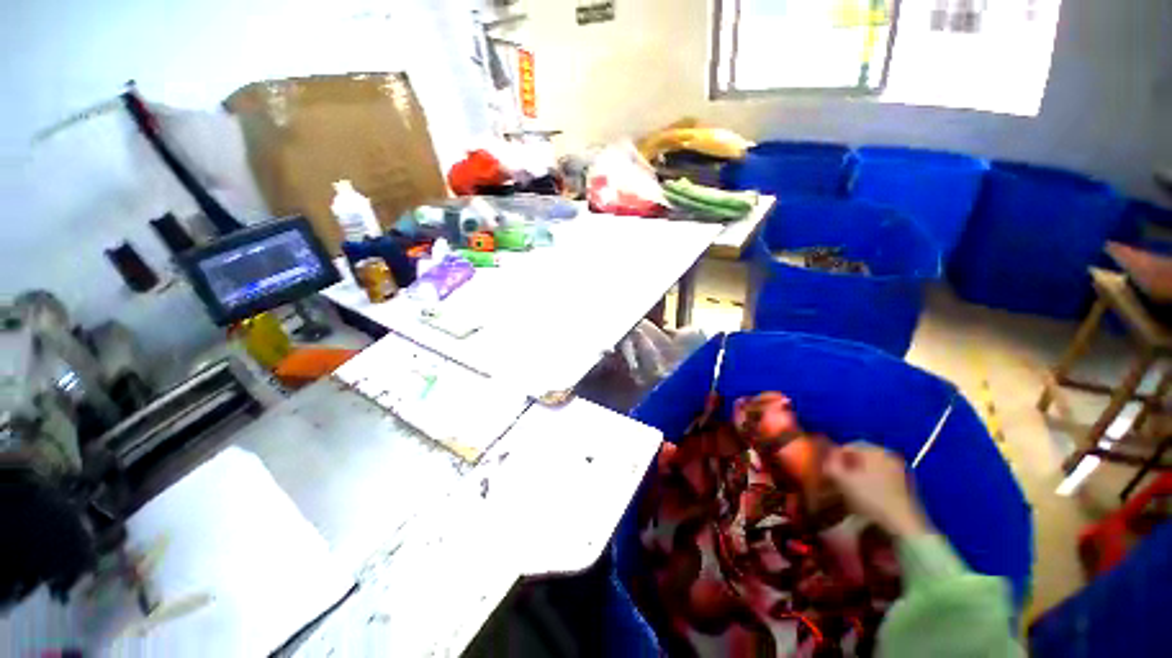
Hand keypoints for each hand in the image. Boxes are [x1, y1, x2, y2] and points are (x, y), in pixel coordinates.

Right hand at [824, 442, 929, 537]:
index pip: (848, 446)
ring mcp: (900, 469)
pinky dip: (872, 479)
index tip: (829, 469)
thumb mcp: (842, 480)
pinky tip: (866, 492)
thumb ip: (830, 465)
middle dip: (848, 464)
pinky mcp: (905, 483)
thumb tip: (827, 459)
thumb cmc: (871, 498)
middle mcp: (888, 455)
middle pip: (861, 455)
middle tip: (838, 476)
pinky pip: (882, 475)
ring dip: (860, 472)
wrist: (903, 523)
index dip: (835, 456)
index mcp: (874, 450)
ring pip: (872, 465)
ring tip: (850, 485)